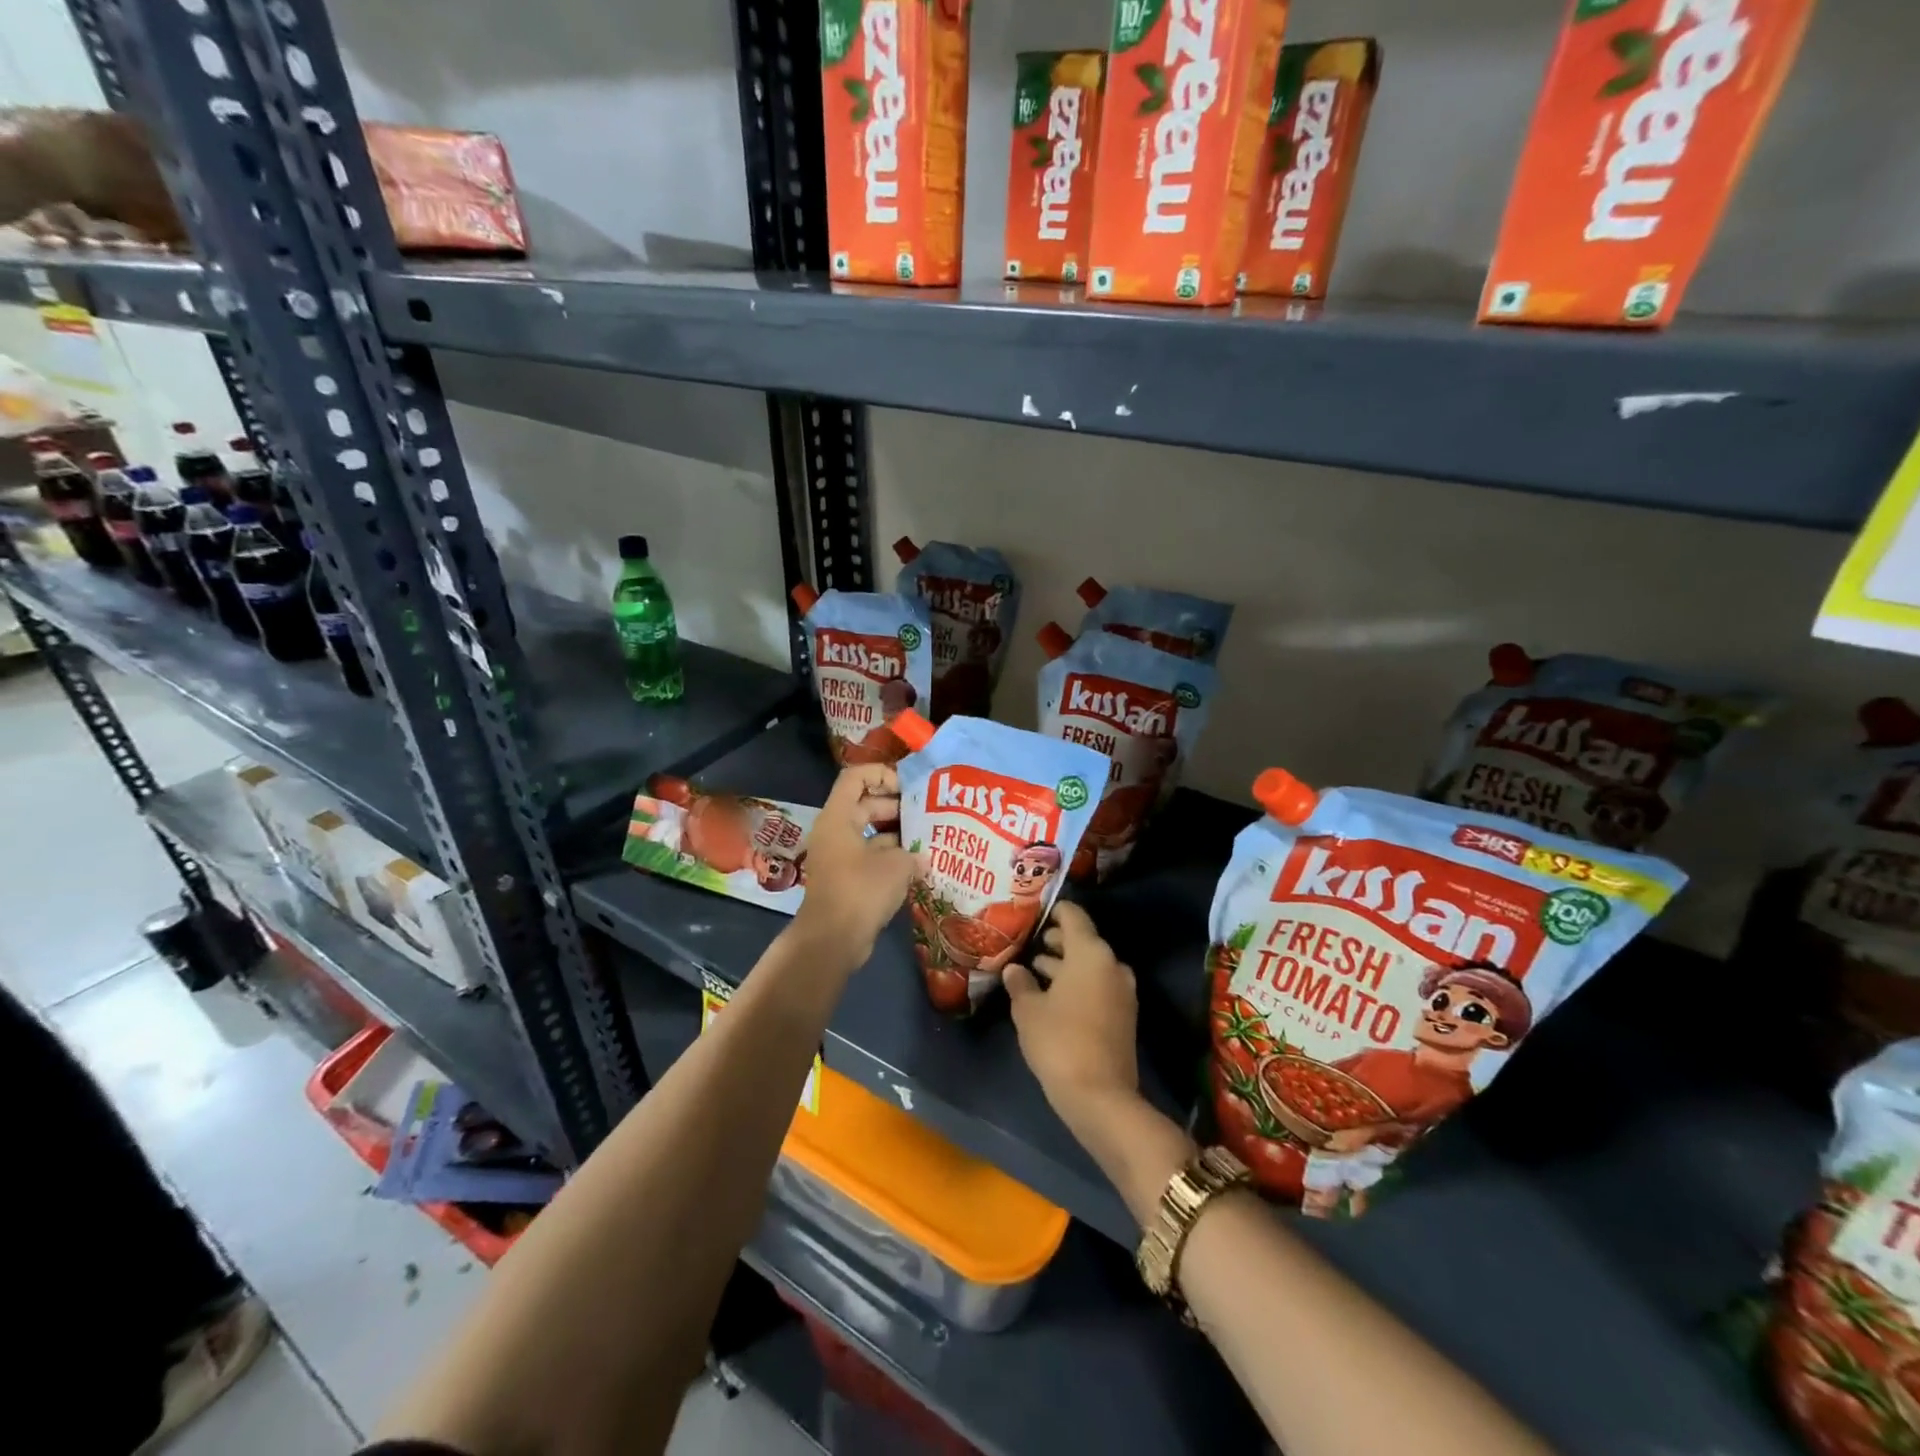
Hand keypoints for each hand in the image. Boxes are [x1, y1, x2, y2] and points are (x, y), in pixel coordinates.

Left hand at [788, 764, 912, 968]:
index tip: (908, 788)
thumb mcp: (896, 866)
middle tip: (925, 812)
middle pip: (864, 804)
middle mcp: (834, 831)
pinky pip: (869, 856)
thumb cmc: (861, 891)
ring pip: (868, 832)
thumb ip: (913, 854)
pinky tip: (917, 865)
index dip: (882, 774)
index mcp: (838, 817)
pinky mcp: (845, 878)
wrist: (832, 940)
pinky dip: (890, 857)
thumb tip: (923, 858)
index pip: (855, 777)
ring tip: (927, 837)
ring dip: (896, 834)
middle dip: (895, 806)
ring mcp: (838, 856)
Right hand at [1003, 902, 1138, 1125]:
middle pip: (1083, 940)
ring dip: (1065, 965)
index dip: (1052, 911)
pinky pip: (1097, 986)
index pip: (1073, 916)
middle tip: (1027, 943)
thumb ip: (1020, 983)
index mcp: (1090, 952)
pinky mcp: (1124, 1015)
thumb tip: (1014, 968)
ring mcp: (1122, 991)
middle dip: (1056, 941)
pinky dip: (1077, 984)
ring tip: (1033, 970)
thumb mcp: (1028, 1010)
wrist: (1100, 1097)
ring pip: (1090, 965)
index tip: (1031, 914)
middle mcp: (1111, 964)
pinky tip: (1051, 996)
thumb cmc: (1059, 1041)